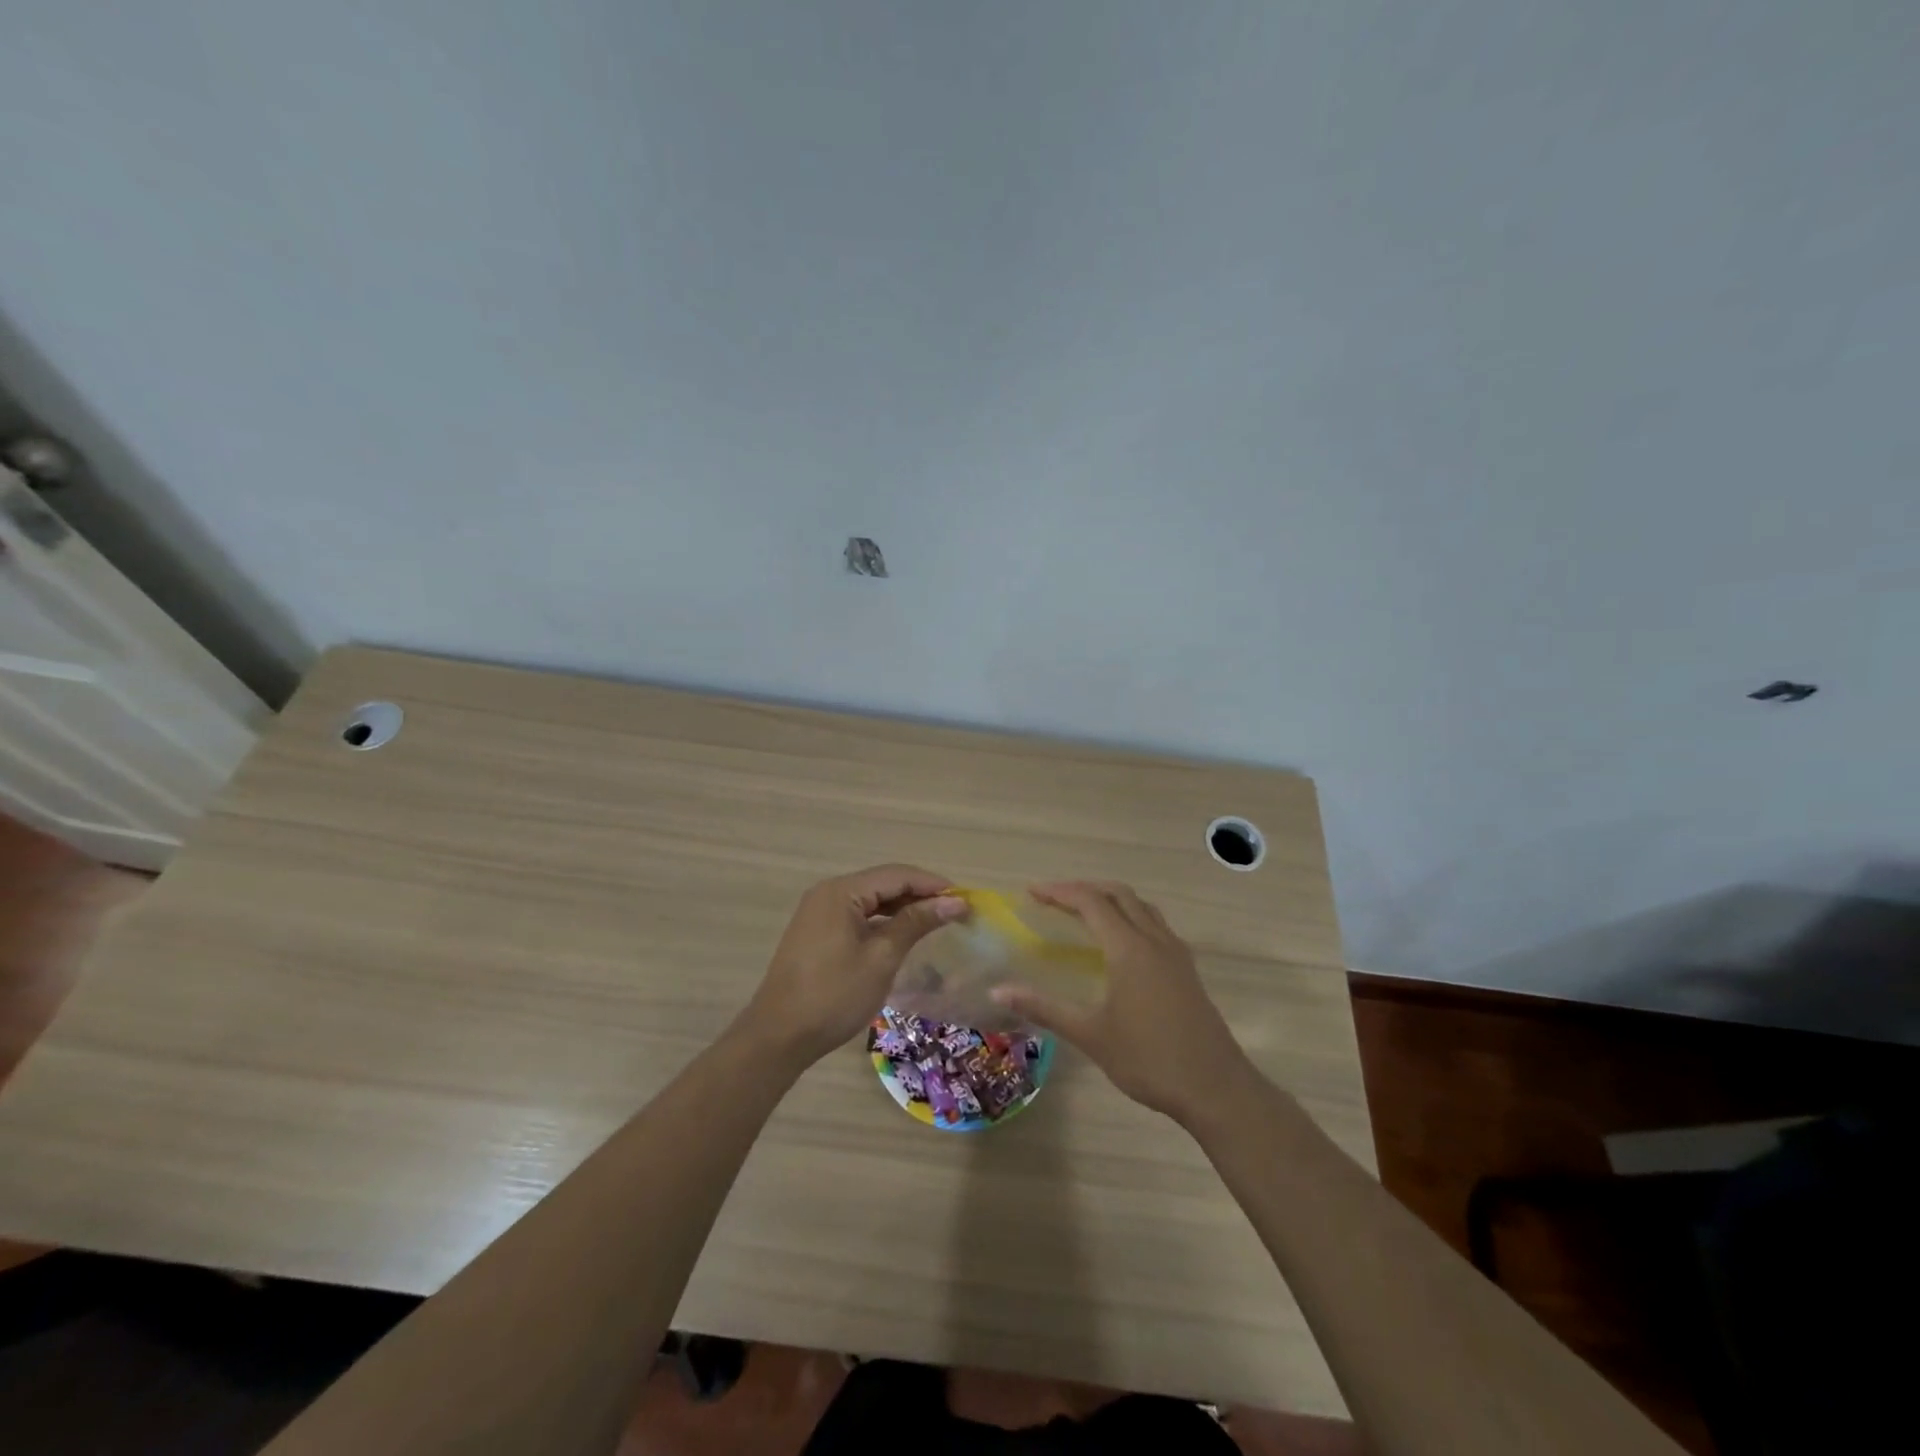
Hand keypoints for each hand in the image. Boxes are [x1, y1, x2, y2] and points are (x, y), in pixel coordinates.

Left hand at [738, 865, 966, 1071]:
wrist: (779, 1036)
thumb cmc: (834, 995)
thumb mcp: (881, 958)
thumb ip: (916, 923)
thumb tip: (955, 901)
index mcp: (842, 892)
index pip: (897, 875)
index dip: (933, 884)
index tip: (966, 898)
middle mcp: (828, 893)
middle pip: (883, 883)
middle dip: (920, 894)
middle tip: (956, 911)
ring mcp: (819, 912)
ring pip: (871, 899)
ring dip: (903, 908)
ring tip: (937, 921)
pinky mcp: (817, 932)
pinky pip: (858, 915)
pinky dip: (883, 921)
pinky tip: (903, 934)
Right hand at [991, 881, 1256, 1126]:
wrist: (1216, 1088)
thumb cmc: (1149, 1060)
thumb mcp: (1090, 1035)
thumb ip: (1044, 1008)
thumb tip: (998, 992)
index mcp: (1129, 948)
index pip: (1091, 902)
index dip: (1060, 892)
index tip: (1032, 892)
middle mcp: (1155, 940)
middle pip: (1119, 894)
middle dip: (1084, 889)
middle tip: (1054, 899)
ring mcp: (1176, 953)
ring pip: (1142, 906)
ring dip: (1111, 899)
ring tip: (1084, 912)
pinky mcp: (1187, 969)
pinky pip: (1156, 924)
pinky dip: (1131, 916)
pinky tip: (1120, 943)